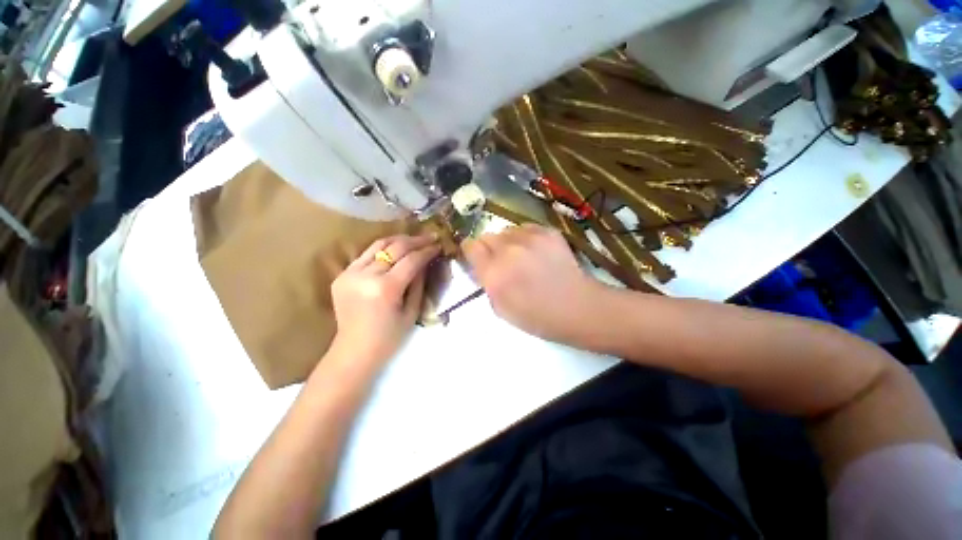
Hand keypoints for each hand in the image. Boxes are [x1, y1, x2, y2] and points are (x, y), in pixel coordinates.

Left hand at [329, 234, 439, 369]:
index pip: (411, 260)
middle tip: (430, 237)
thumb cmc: (389, 337)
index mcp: (386, 289)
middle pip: (395, 247)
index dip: (427, 251)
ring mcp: (350, 273)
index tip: (439, 245)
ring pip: (378, 245)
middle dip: (416, 240)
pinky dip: (382, 250)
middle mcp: (366, 276)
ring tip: (414, 239)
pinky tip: (394, 250)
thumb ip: (419, 283)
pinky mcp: (342, 275)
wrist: (354, 351)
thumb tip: (425, 261)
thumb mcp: (412, 311)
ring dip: (399, 239)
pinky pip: (365, 255)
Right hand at [462, 224, 601, 342]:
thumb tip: (482, 267)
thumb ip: (487, 284)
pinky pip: (525, 228)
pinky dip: (526, 238)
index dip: (471, 251)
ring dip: (507, 242)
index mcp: (494, 274)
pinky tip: (536, 252)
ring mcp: (529, 238)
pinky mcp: (547, 231)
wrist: (578, 307)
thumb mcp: (502, 309)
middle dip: (489, 247)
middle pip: (486, 236)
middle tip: (501, 261)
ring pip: (506, 230)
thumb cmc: (538, 317)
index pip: (470, 246)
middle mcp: (508, 251)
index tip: (476, 257)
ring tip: (521, 256)